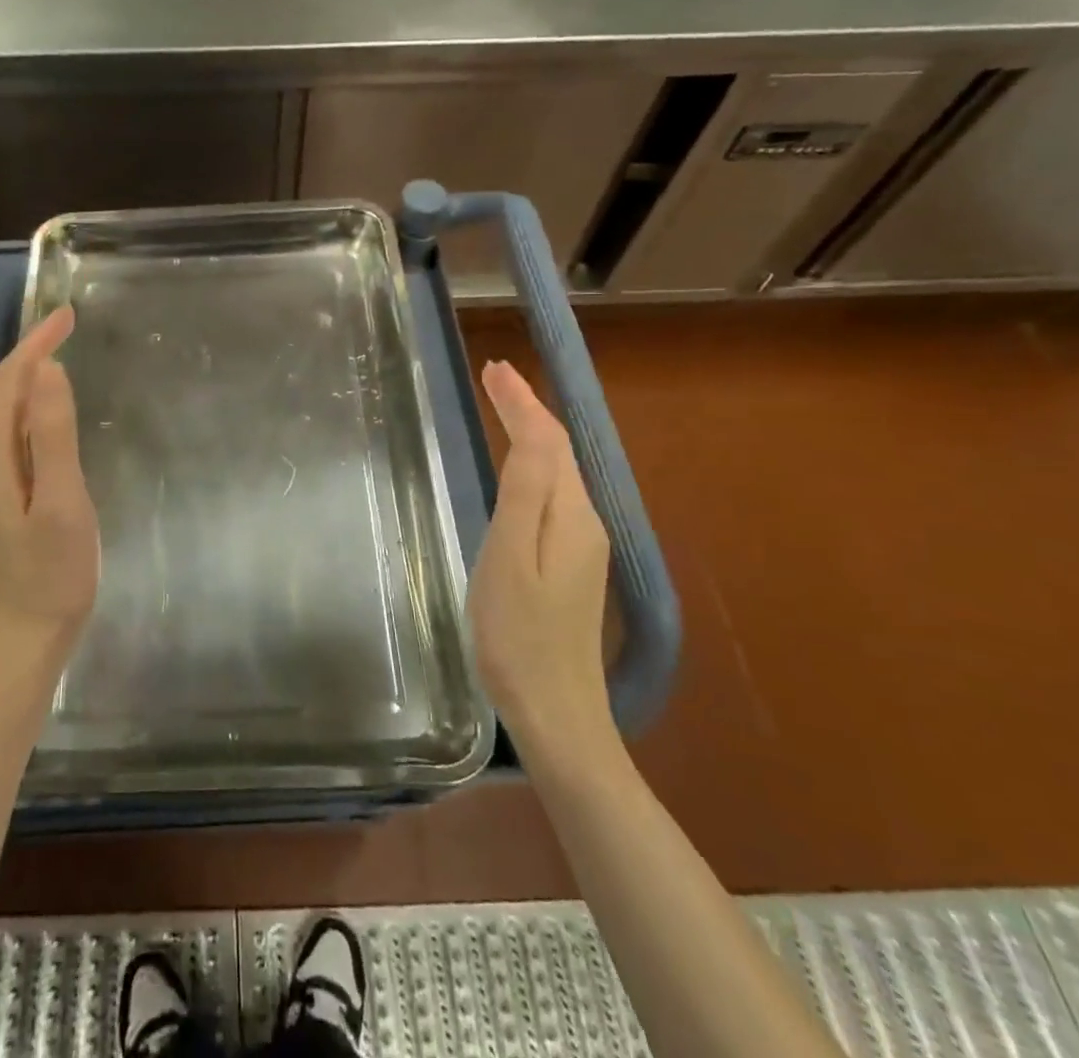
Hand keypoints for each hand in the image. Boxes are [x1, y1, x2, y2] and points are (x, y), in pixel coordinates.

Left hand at [0, 306, 100, 686]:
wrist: (20, 645)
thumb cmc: (50, 577)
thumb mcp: (62, 503)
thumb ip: (53, 436)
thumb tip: (48, 370)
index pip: (9, 381)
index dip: (35, 343)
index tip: (68, 315)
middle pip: (0, 394)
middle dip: (30, 353)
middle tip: (68, 328)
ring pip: (3, 416)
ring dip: (28, 379)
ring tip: (60, 359)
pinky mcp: (1, 504)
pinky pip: (11, 439)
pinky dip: (29, 410)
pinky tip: (50, 422)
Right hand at [470, 360, 617, 769]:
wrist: (555, 711)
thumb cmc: (518, 634)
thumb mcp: (510, 557)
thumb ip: (524, 493)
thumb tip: (534, 433)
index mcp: (569, 515)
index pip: (547, 440)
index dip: (521, 401)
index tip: (494, 367)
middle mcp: (584, 522)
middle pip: (558, 451)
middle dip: (528, 408)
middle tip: (495, 376)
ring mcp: (581, 546)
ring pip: (558, 471)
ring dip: (532, 432)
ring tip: (504, 406)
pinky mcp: (570, 565)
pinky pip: (553, 495)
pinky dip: (534, 464)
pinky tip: (519, 468)